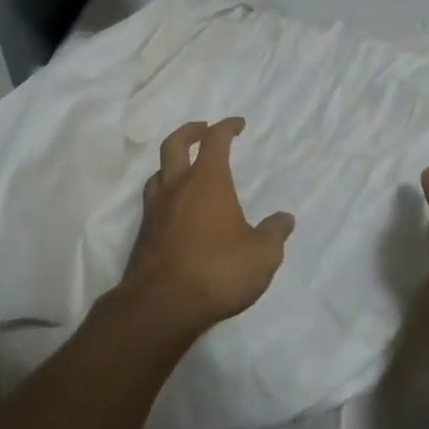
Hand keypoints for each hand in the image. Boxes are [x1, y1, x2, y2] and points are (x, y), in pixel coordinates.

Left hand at [120, 118, 294, 333]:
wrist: (162, 304)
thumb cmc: (217, 271)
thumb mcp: (262, 255)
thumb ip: (274, 234)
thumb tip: (284, 219)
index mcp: (207, 181)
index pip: (215, 140)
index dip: (226, 127)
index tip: (237, 124)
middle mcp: (177, 187)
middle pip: (175, 144)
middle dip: (190, 131)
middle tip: (203, 129)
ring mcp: (155, 209)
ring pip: (158, 171)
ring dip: (172, 162)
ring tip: (186, 168)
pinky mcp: (144, 233)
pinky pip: (153, 200)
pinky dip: (165, 192)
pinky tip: (175, 208)